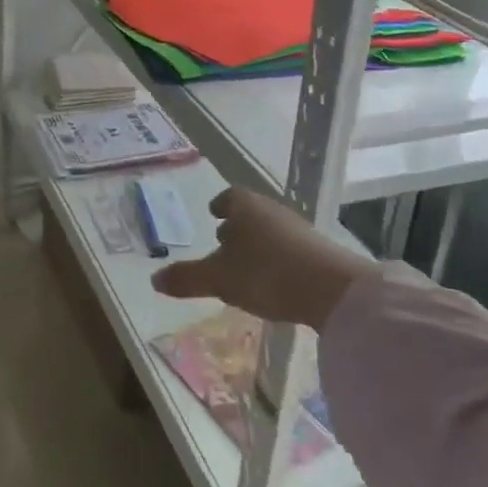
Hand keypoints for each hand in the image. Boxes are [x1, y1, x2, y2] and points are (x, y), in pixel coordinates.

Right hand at [151, 187, 378, 330]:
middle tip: (223, 243)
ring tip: (247, 266)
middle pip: (250, 213)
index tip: (214, 213)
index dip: (220, 204)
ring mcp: (299, 229)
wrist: (333, 290)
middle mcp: (271, 210)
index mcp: (244, 206)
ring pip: (270, 230)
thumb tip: (154, 279)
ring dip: (257, 244)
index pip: (229, 196)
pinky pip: (289, 249)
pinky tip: (274, 281)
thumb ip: (187, 278)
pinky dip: (277, 259)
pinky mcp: (320, 252)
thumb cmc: (266, 273)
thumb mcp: (219, 279)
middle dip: (236, 226)